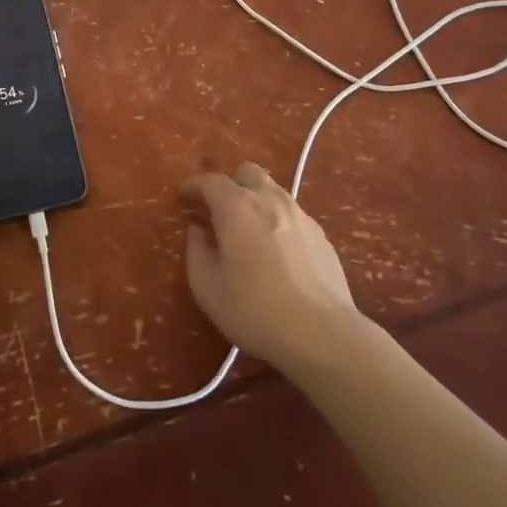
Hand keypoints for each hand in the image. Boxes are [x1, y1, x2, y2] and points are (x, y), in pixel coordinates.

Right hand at [183, 162, 363, 374]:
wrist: (322, 334)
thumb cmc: (255, 310)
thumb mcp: (208, 288)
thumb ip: (196, 252)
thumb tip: (197, 231)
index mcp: (237, 207)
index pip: (211, 181)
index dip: (194, 185)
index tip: (183, 194)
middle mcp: (269, 200)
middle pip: (247, 173)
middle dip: (230, 183)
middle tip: (218, 208)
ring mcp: (300, 215)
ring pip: (273, 190)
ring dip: (255, 199)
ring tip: (247, 228)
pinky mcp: (321, 234)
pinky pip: (291, 214)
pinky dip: (277, 220)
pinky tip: (276, 250)